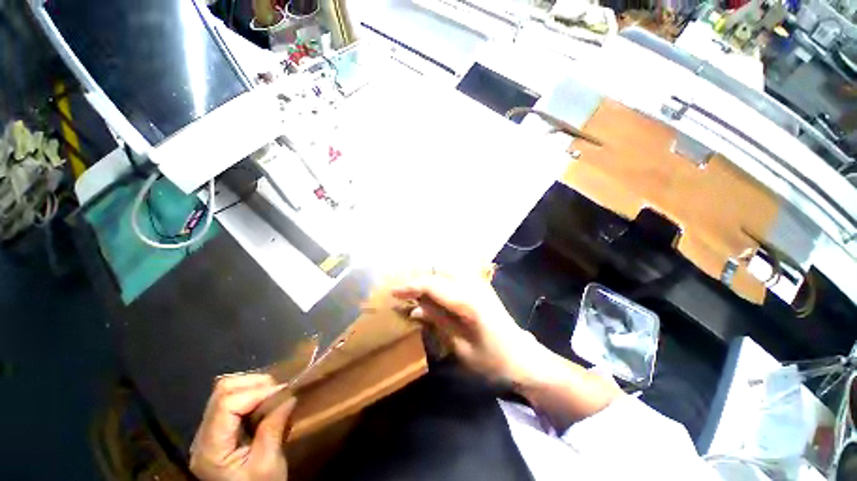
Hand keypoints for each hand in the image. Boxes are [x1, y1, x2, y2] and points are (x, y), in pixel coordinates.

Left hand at [190, 374, 295, 480]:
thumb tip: (290, 397)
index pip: (226, 404)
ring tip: (272, 396)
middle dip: (254, 384)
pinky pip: (230, 400)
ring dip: (252, 386)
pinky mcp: (218, 429)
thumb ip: (274, 428)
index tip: (283, 391)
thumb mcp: (269, 464)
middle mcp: (202, 436)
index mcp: (211, 449)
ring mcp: (208, 431)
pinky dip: (250, 394)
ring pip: (225, 391)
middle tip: (279, 391)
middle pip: (222, 392)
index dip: (256, 391)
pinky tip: (263, 403)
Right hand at [392, 273, 545, 384]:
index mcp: (466, 303)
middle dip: (418, 282)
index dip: (410, 287)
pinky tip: (435, 292)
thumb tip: (415, 309)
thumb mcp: (461, 347)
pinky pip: (456, 276)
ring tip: (416, 293)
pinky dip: (441, 281)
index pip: (432, 285)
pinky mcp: (482, 288)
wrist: (524, 358)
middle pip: (438, 274)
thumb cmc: (493, 360)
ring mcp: (479, 285)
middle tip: (403, 294)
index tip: (393, 293)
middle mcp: (473, 287)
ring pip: (447, 271)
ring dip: (430, 279)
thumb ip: (438, 322)